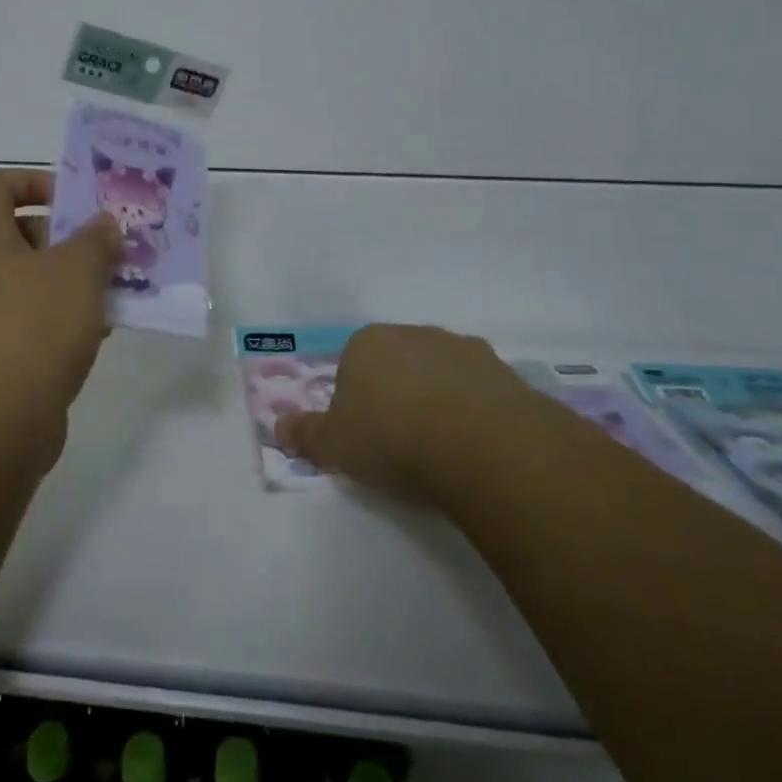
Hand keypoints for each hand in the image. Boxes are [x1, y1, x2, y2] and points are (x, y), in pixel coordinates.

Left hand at [0, 169, 122, 475]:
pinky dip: (62, 323)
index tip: (74, 201)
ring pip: (29, 284)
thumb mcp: (76, 272)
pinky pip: (30, 325)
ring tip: (115, 292)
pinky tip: (98, 336)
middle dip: (67, 238)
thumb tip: (102, 225)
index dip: (32, 181)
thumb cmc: (30, 330)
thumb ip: (95, 240)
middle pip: (16, 235)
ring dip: (71, 284)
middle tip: (107, 249)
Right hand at [275, 323, 525, 501]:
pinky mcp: (502, 369)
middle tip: (401, 442)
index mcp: (367, 342)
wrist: (477, 443)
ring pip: (440, 374)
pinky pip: (478, 391)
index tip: (364, 435)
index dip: (356, 400)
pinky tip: (475, 445)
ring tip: (441, 448)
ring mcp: (460, 348)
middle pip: (397, 364)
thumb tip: (279, 428)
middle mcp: (413, 333)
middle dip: (397, 394)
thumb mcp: (333, 444)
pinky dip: (474, 411)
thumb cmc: (390, 437)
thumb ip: (305, 434)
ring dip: (438, 400)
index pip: (352, 364)